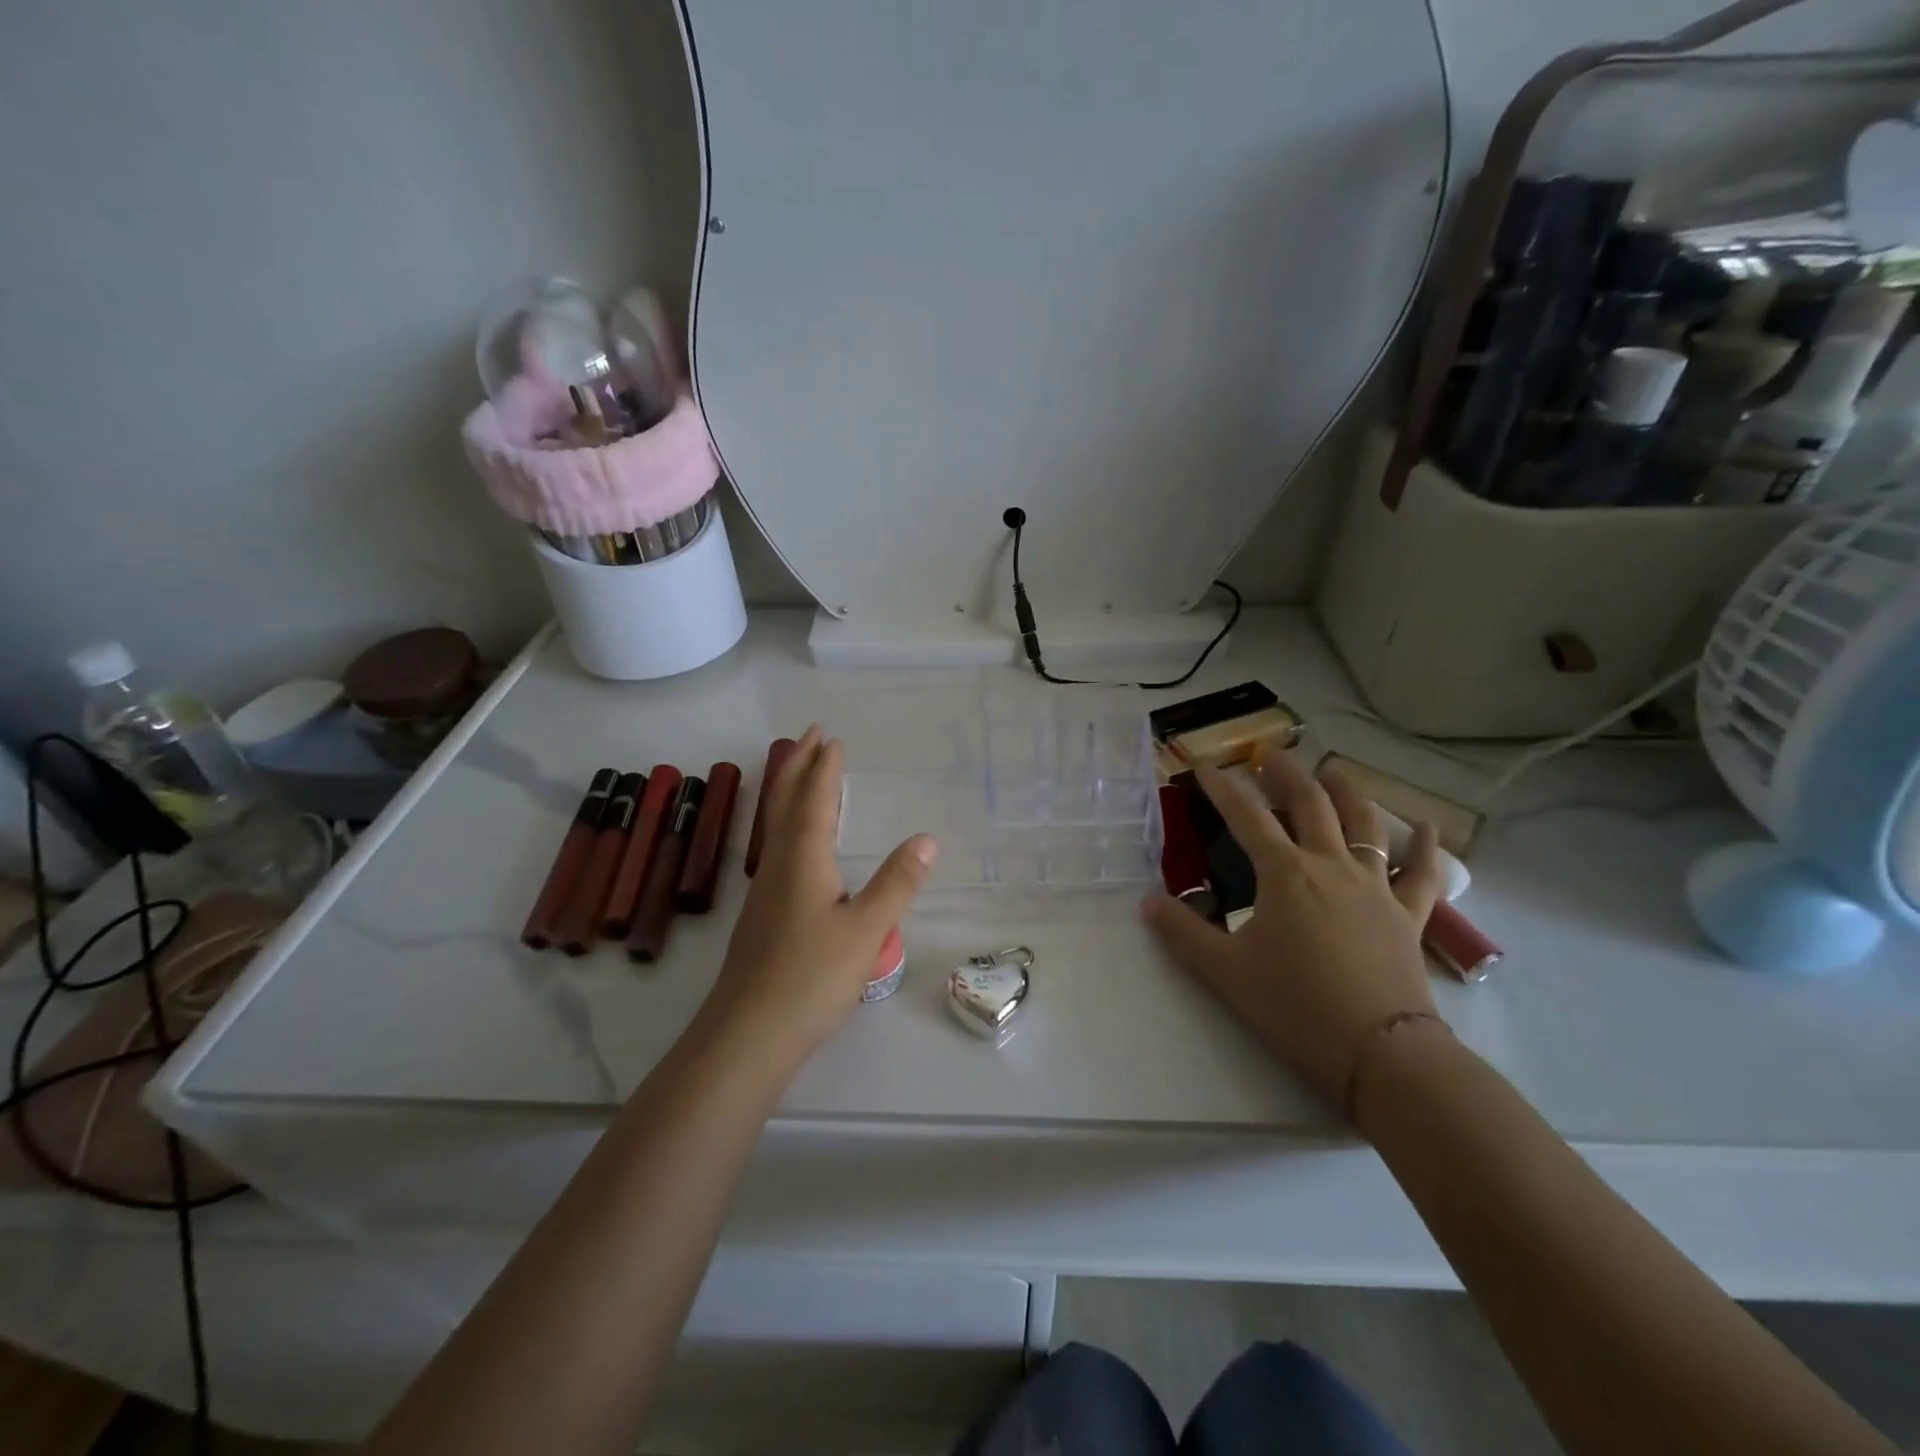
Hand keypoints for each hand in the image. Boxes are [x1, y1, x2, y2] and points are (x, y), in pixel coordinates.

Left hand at [700, 727, 937, 1067]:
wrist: (748, 1034)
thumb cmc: (811, 977)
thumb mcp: (867, 929)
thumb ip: (897, 883)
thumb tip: (927, 839)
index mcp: (803, 859)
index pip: (815, 799)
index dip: (824, 767)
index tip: (832, 738)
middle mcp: (779, 864)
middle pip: (786, 802)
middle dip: (798, 765)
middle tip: (810, 735)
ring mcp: (765, 890)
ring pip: (777, 825)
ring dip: (790, 791)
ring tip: (803, 775)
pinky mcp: (763, 914)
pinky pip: (778, 848)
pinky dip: (789, 824)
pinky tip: (798, 845)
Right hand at [1143, 752, 1445, 1110]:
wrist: (1381, 1052)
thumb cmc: (1295, 1006)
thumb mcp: (1225, 971)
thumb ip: (1183, 932)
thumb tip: (1147, 903)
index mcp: (1284, 873)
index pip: (1246, 816)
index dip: (1222, 788)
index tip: (1205, 765)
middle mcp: (1331, 866)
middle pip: (1310, 804)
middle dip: (1286, 774)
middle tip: (1270, 755)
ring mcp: (1375, 887)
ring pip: (1365, 824)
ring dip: (1347, 792)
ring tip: (1333, 773)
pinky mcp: (1408, 915)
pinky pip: (1422, 873)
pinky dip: (1426, 847)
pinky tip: (1428, 828)